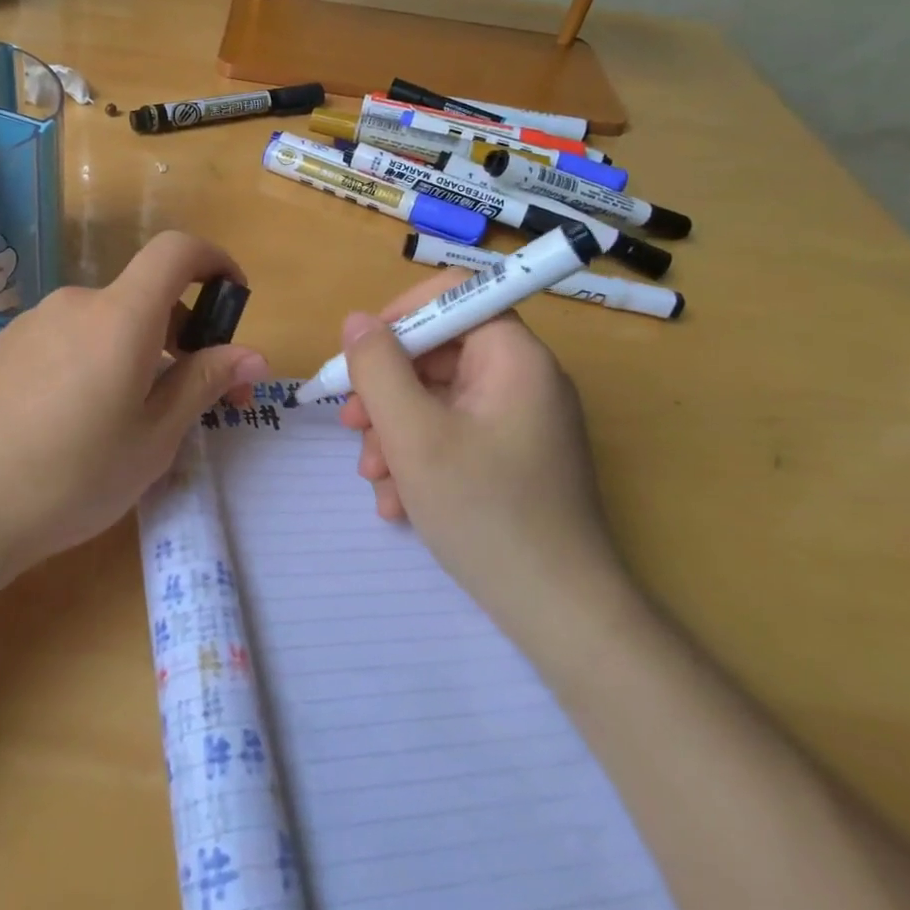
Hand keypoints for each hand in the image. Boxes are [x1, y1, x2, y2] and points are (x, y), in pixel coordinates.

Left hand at [0, 231, 269, 576]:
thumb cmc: (73, 477)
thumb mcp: (154, 438)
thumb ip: (204, 383)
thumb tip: (253, 355)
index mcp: (120, 317)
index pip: (176, 251)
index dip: (214, 261)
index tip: (232, 301)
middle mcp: (76, 303)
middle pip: (143, 297)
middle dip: (181, 334)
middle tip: (193, 398)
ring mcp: (33, 323)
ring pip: (105, 322)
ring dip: (135, 352)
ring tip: (131, 419)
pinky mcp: (5, 347)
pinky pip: (68, 339)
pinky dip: (94, 360)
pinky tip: (76, 421)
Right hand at [337, 268, 631, 641]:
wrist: (558, 612)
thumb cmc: (483, 511)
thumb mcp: (413, 434)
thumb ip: (377, 368)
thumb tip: (356, 321)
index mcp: (513, 358)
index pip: (454, 297)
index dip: (400, 316)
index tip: (359, 356)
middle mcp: (523, 380)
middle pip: (439, 355)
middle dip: (386, 390)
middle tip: (351, 426)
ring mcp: (520, 422)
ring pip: (439, 401)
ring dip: (395, 432)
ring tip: (373, 478)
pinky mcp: (514, 459)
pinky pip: (455, 436)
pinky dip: (420, 459)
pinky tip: (398, 503)